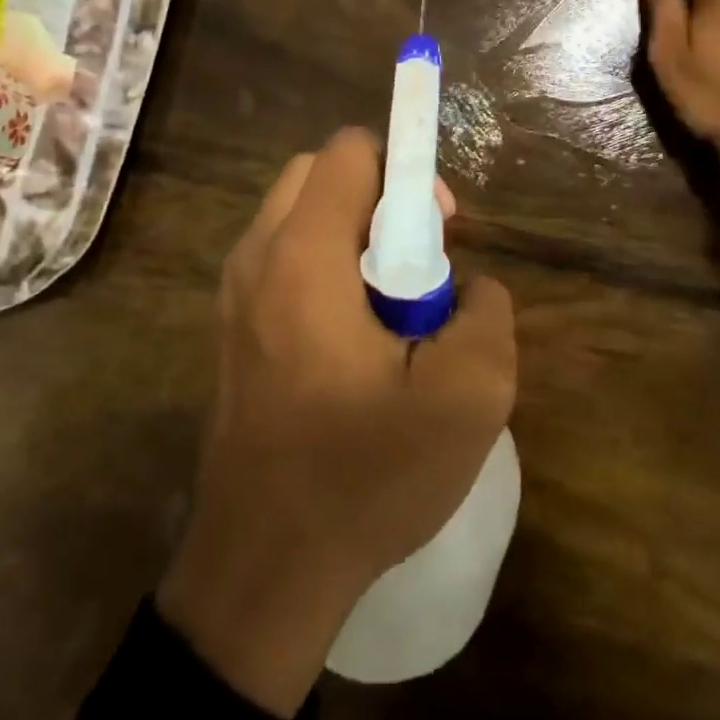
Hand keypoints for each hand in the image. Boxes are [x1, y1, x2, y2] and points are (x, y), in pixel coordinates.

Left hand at [158, 128, 516, 716]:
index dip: (407, 172)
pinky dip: (325, 268)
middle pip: (319, 174)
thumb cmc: (363, 476)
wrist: (264, 568)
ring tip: (392, 308)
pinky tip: (355, 341)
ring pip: (299, 217)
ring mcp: (233, 295)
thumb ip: (488, 313)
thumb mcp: (468, 398)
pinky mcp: (231, 329)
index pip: (349, 151)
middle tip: (419, 264)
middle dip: (378, 198)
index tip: (440, 231)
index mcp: (303, 256)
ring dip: (352, 235)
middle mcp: (256, 257)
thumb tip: (469, 287)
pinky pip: (283, 260)